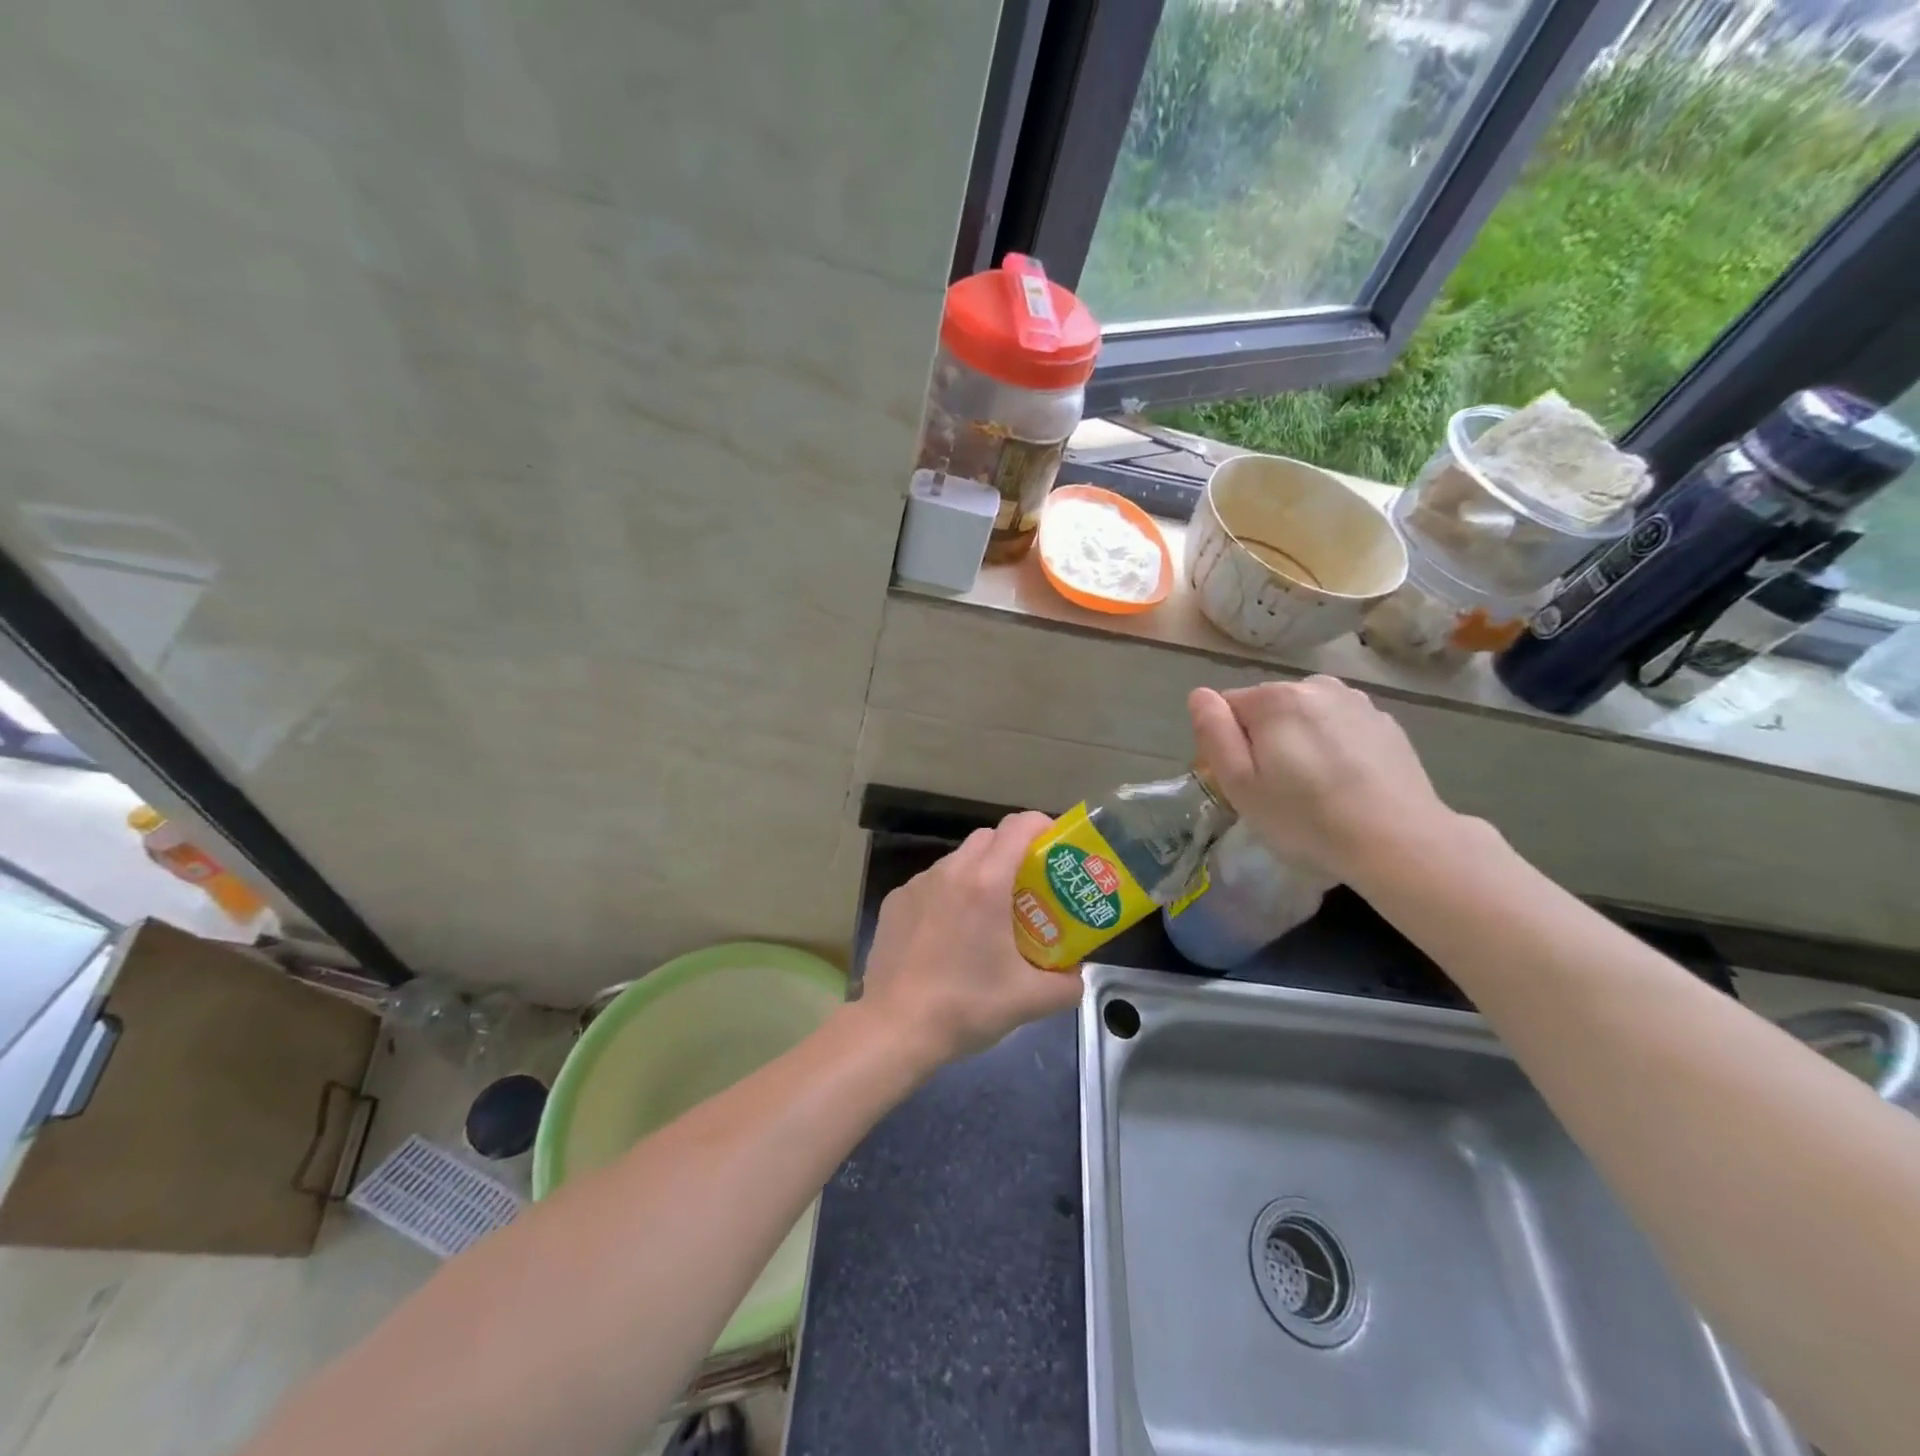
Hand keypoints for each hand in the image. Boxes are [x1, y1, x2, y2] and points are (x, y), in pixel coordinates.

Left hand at [859, 811, 1085, 1067]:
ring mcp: (916, 884)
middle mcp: (949, 871)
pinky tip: (948, 935)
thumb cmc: (966, 1005)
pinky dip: (947, 895)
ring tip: (988, 916)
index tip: (1055, 847)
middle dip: (1012, 851)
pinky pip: (930, 884)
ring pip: (956, 860)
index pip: (1018, 826)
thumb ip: (1066, 984)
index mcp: (985, 882)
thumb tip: (1075, 975)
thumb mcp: (1029, 1000)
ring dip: (978, 874)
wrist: (894, 1028)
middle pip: (987, 837)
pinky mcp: (894, 902)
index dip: (1041, 826)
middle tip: (1028, 887)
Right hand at [1188, 676, 1456, 882]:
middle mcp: (1315, 685)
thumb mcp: (1240, 784)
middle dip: (1263, 738)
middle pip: (1267, 707)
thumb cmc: (1306, 818)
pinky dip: (1334, 746)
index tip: (1240, 781)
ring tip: (1313, 786)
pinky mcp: (1386, 723)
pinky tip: (1345, 783)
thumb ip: (1214, 733)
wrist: (1398, 842)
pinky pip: (1340, 727)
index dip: (1225, 744)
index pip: (1227, 707)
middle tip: (1275, 789)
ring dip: (1299, 739)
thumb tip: (1200, 696)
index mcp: (1274, 698)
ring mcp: (1357, 702)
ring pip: (1306, 715)